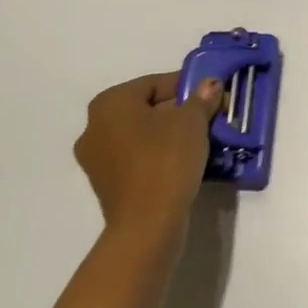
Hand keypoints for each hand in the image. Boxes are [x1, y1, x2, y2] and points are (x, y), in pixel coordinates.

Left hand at [74, 73, 221, 235]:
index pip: (155, 83)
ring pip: (142, 135)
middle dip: (180, 111)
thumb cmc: (166, 160)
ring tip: (202, 141)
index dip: (189, 86)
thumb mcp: (192, 122)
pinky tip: (184, 163)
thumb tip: (210, 83)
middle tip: (211, 118)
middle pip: (147, 109)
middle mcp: (94, 126)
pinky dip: (159, 155)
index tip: (214, 95)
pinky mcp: (106, 185)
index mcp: (110, 103)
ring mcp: (96, 159)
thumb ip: (202, 98)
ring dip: (170, 134)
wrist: (147, 223)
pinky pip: (137, 159)